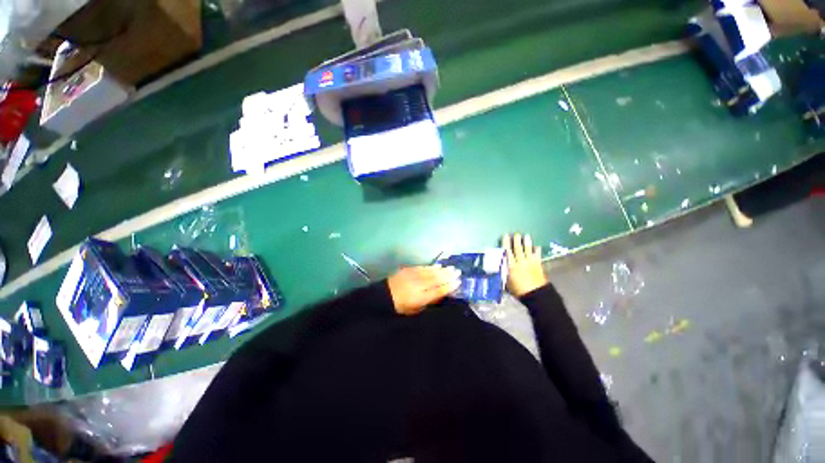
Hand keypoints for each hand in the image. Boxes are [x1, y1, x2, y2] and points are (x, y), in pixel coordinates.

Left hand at [387, 266, 460, 315]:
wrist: (384, 296)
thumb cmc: (401, 307)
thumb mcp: (415, 310)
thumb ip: (429, 302)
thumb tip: (442, 294)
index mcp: (419, 298)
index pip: (438, 291)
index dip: (449, 286)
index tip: (458, 283)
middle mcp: (417, 285)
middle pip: (436, 279)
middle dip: (448, 276)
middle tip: (458, 272)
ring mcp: (412, 276)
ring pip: (430, 272)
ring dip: (442, 270)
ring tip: (451, 268)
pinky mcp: (408, 270)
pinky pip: (422, 267)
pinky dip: (431, 267)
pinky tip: (438, 266)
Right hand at [503, 233, 546, 296]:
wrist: (536, 295)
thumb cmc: (519, 290)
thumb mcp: (507, 283)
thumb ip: (504, 274)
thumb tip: (499, 270)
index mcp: (511, 265)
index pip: (507, 252)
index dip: (506, 243)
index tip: (505, 236)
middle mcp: (520, 262)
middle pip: (518, 249)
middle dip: (517, 240)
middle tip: (516, 233)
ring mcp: (530, 263)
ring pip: (528, 250)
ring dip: (527, 243)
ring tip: (526, 236)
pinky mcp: (538, 266)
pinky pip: (537, 256)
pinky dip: (537, 251)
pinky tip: (537, 246)